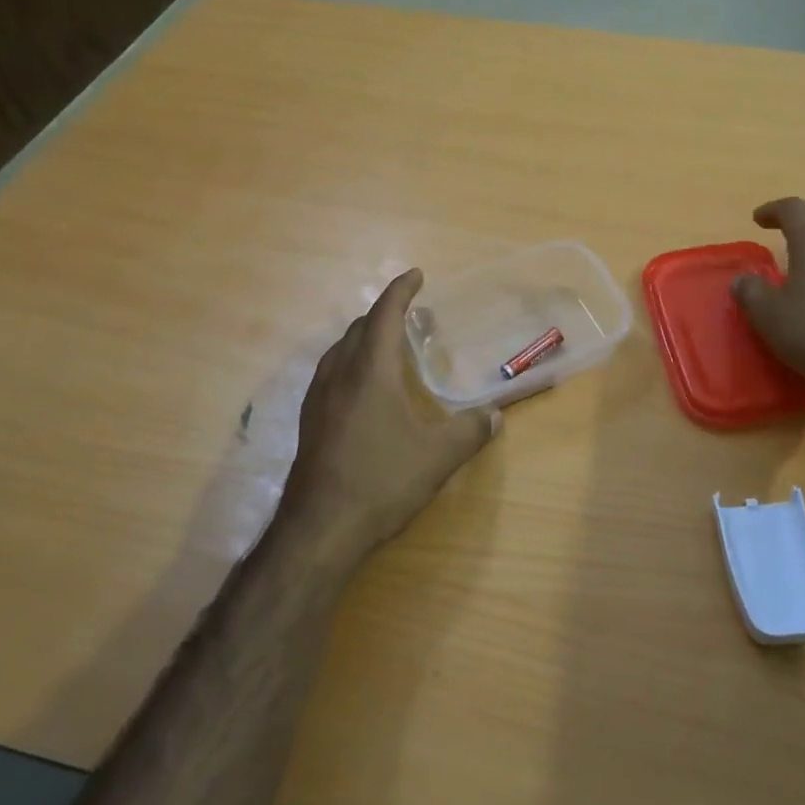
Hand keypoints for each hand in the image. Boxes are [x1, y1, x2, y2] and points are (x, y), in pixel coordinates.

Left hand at [282, 269, 497, 575]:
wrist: (319, 529)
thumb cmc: (381, 481)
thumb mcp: (438, 457)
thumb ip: (471, 431)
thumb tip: (495, 415)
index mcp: (370, 372)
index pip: (385, 315)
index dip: (401, 291)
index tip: (416, 275)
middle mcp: (339, 375)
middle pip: (359, 328)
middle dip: (384, 313)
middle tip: (411, 314)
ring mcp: (318, 399)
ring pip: (340, 350)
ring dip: (365, 337)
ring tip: (389, 344)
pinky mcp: (309, 422)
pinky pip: (331, 373)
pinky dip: (351, 362)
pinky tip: (364, 388)